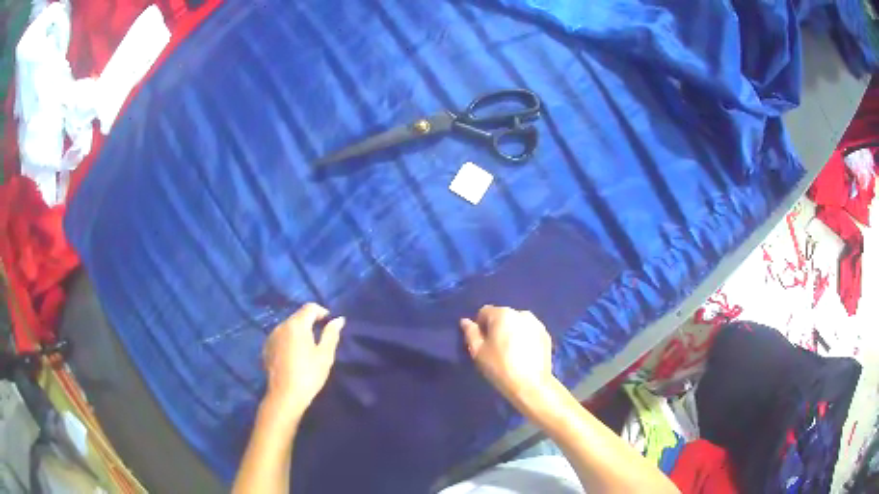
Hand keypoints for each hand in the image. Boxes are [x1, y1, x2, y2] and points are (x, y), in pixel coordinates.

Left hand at [262, 303, 344, 415]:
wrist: (285, 396)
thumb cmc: (309, 375)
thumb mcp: (325, 355)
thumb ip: (331, 334)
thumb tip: (338, 319)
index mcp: (296, 325)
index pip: (310, 307)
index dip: (322, 312)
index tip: (330, 324)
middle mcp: (281, 326)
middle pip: (298, 316)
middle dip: (310, 322)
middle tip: (321, 337)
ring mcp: (271, 337)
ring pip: (288, 327)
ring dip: (299, 331)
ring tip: (308, 347)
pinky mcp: (266, 348)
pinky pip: (280, 337)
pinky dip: (289, 340)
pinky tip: (295, 356)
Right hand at [460, 305, 552, 404]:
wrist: (531, 384)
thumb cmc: (500, 367)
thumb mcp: (478, 352)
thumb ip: (470, 333)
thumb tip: (466, 321)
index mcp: (502, 314)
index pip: (484, 312)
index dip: (480, 327)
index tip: (481, 343)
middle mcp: (521, 313)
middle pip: (502, 316)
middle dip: (497, 328)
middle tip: (495, 349)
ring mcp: (536, 323)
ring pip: (517, 323)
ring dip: (511, 332)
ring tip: (510, 352)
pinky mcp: (546, 334)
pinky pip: (529, 331)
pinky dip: (524, 338)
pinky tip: (523, 354)